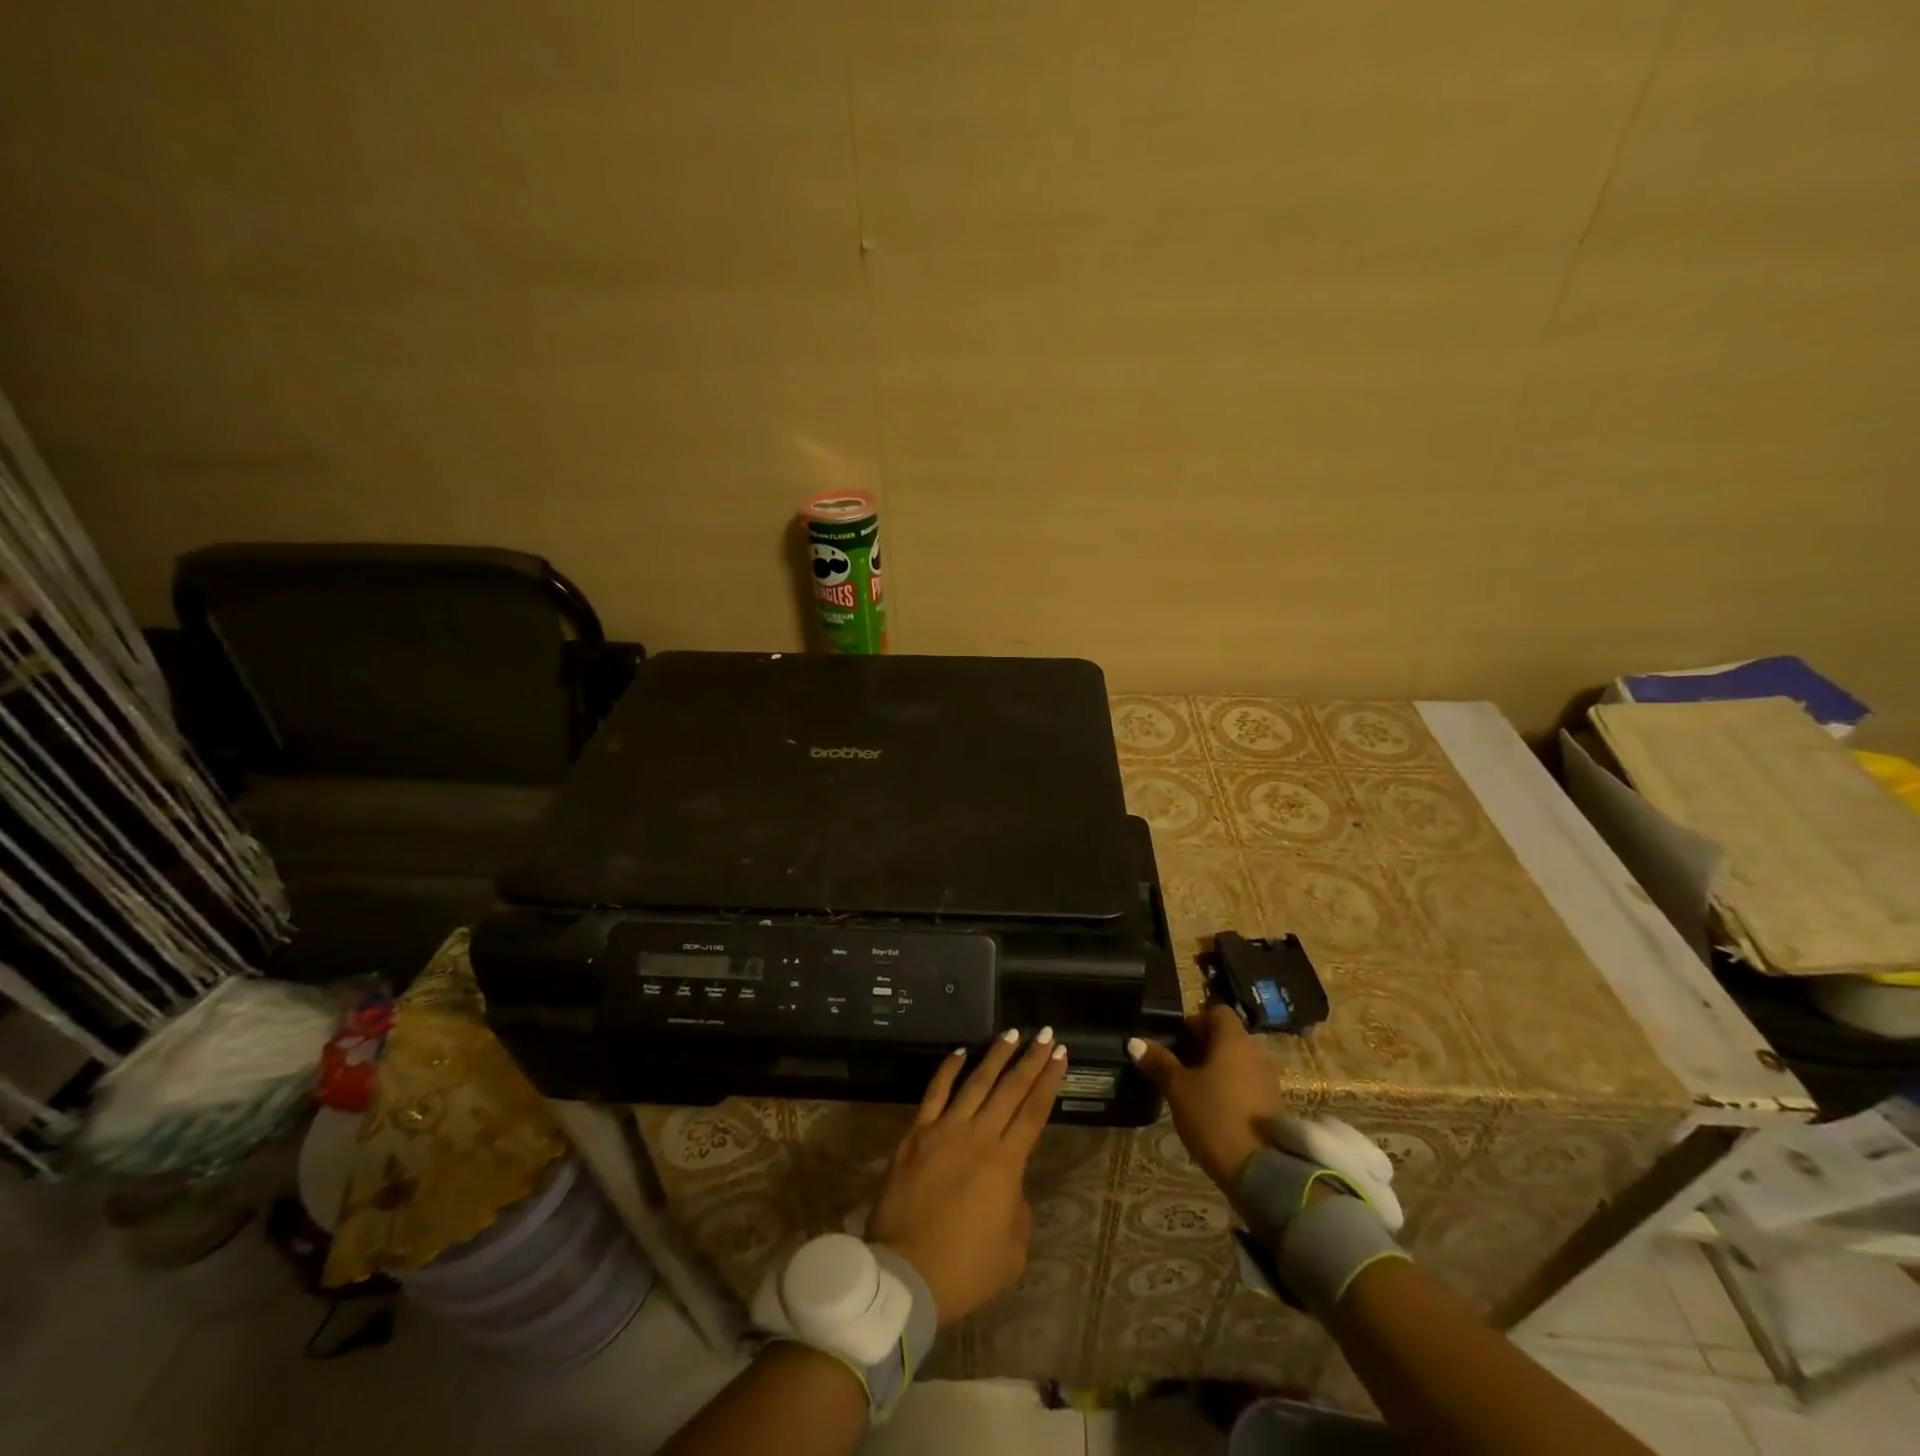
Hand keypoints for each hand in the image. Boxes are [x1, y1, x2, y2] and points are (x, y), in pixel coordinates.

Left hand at [867, 1029, 1067, 1325]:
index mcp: (1006, 1163)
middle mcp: (979, 1135)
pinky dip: (948, 1070)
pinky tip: (961, 1052)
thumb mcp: (1011, 1252)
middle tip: (1046, 1034)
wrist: (905, 1274)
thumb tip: (1010, 1187)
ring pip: (976, 1081)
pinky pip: (935, 1093)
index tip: (1061, 1055)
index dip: (1049, 1081)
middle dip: (1031, 1059)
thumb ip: (1018, 1211)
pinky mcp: (916, 1133)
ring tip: (1012, 1033)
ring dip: (996, 1056)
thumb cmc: (964, 1270)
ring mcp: (944, 1129)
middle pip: (1010, 1089)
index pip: (1034, 1111)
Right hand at [1128, 1007, 1284, 1193]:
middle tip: (1176, 1066)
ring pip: (1237, 1063)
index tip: (1175, 1041)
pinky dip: (1230, 1089)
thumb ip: (1158, 1062)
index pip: (1216, 1013)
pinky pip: (1247, 1085)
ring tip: (1191, 1090)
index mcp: (1233, 1041)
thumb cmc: (1214, 1118)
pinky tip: (1212, 1111)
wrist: (1262, 1173)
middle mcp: (1255, 1054)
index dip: (1194, 1021)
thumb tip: (1134, 1041)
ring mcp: (1268, 1081)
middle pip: (1227, 1038)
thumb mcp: (1178, 1090)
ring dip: (1216, 1070)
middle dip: (1202, 1047)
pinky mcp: (1273, 1107)